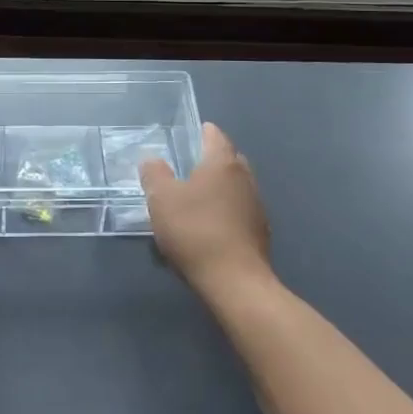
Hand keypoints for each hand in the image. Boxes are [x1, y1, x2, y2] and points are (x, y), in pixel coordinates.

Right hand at [141, 122, 271, 295]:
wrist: (235, 281)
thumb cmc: (195, 231)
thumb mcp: (162, 199)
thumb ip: (154, 174)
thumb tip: (152, 159)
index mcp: (222, 163)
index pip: (215, 135)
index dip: (201, 131)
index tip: (190, 133)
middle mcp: (244, 177)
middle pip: (229, 158)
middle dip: (212, 158)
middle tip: (189, 165)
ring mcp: (257, 205)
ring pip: (236, 185)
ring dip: (220, 186)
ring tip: (198, 196)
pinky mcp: (260, 232)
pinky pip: (240, 209)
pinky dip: (227, 209)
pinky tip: (212, 224)